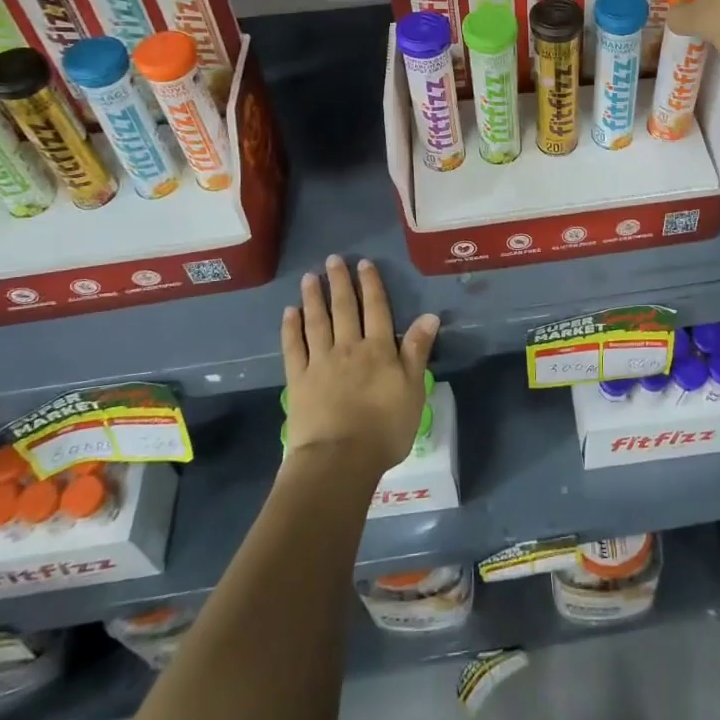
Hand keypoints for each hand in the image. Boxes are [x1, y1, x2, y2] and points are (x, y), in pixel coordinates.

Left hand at [280, 255, 438, 478]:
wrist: (339, 459)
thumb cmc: (384, 428)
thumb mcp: (413, 389)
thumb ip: (417, 351)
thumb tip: (429, 315)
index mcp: (378, 349)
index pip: (376, 309)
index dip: (371, 285)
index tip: (364, 264)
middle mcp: (348, 347)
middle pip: (345, 309)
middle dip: (340, 282)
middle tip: (333, 259)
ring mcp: (320, 362)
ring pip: (317, 322)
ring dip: (314, 297)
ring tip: (310, 276)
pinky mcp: (298, 380)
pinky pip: (293, 347)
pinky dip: (291, 328)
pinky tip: (290, 312)